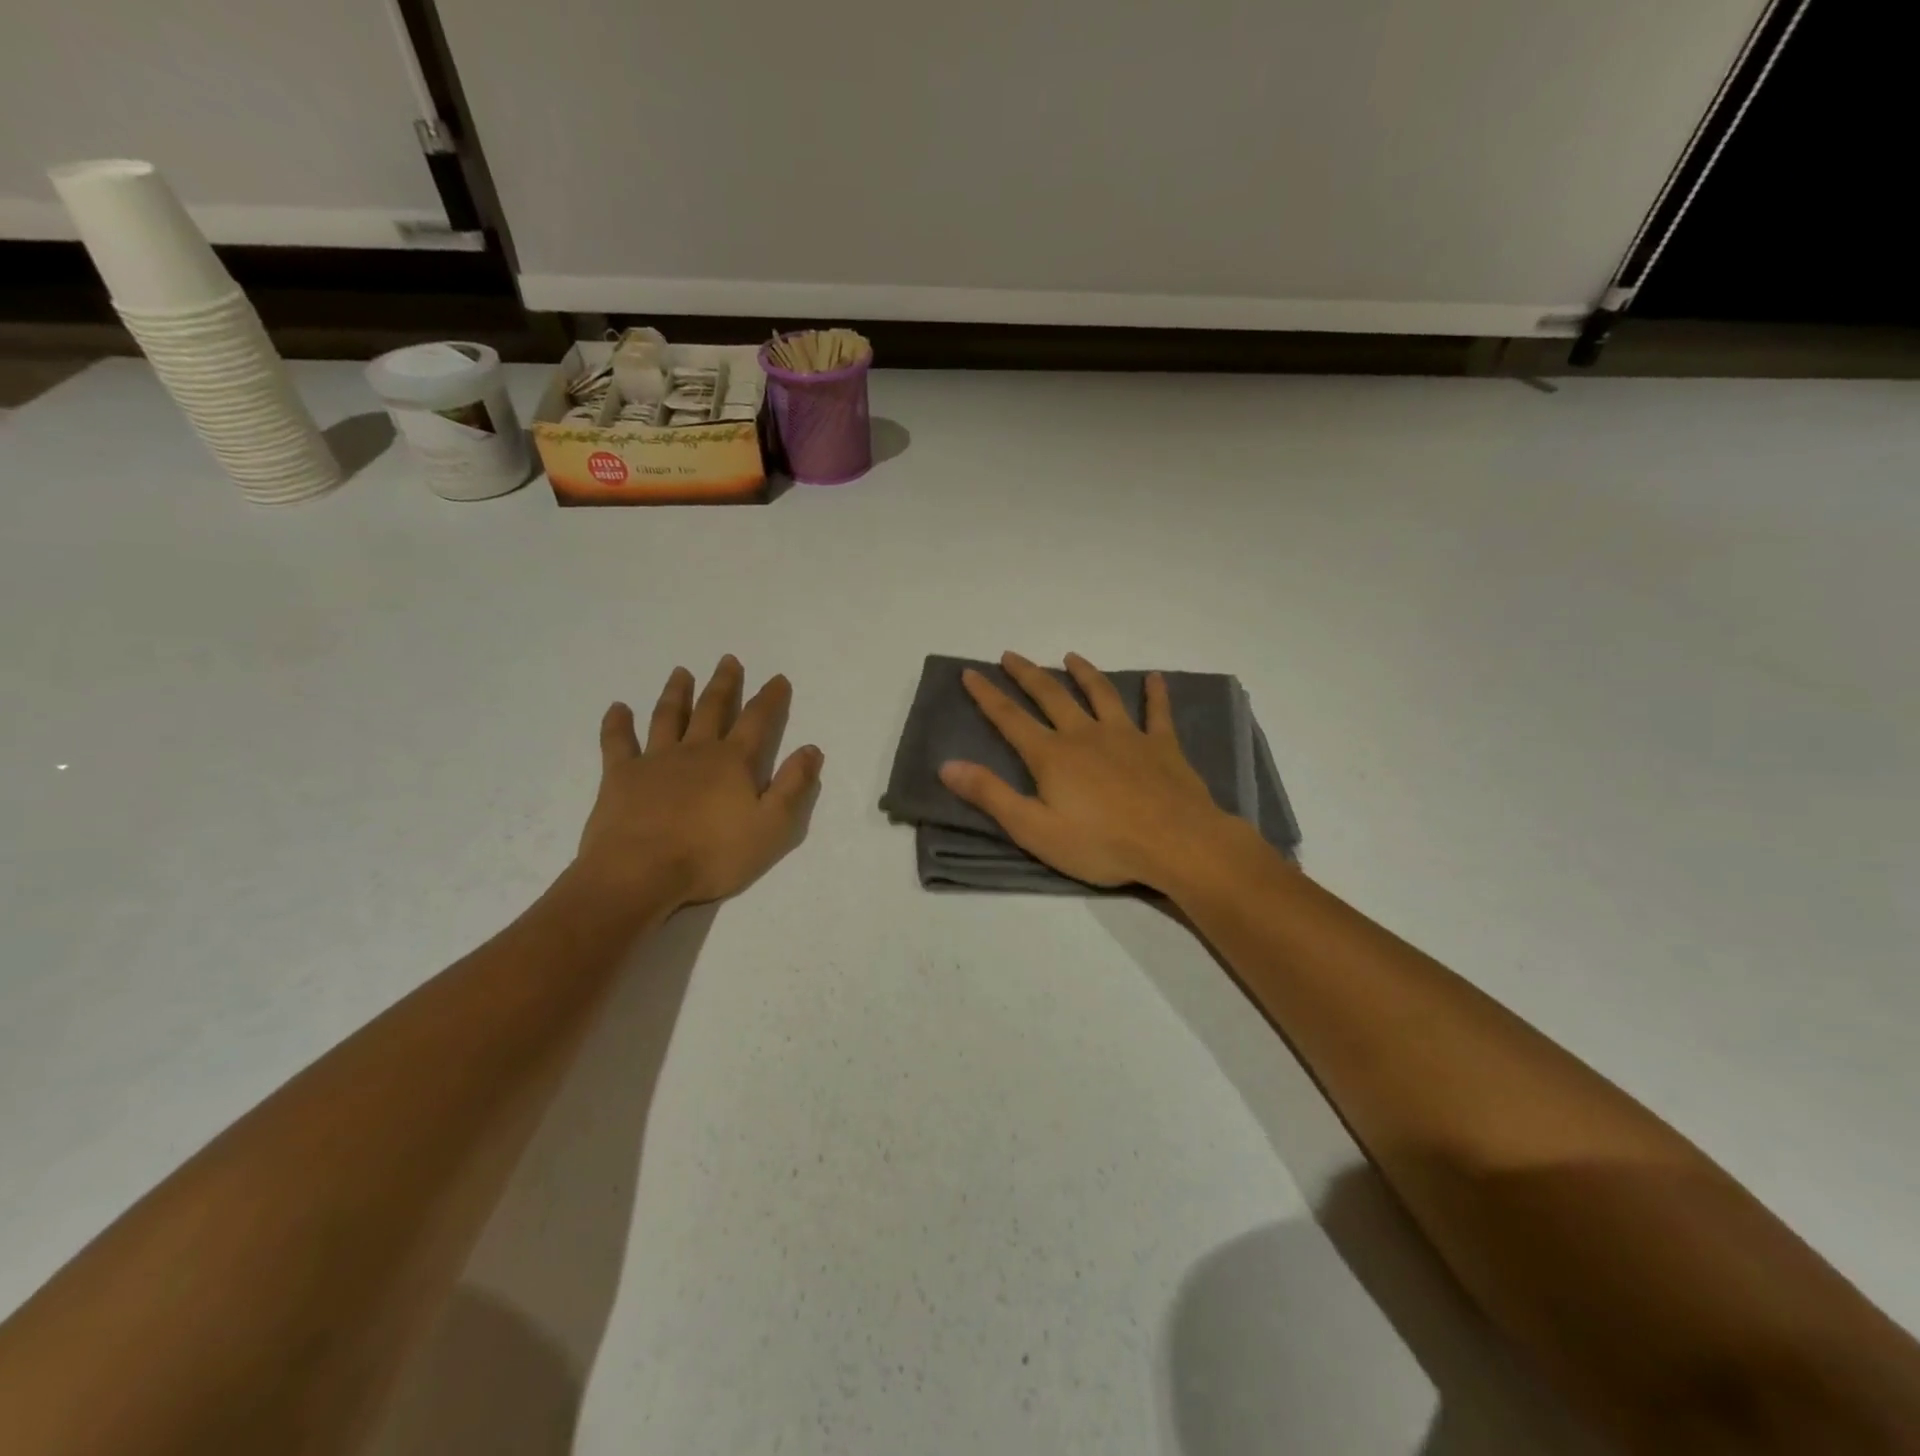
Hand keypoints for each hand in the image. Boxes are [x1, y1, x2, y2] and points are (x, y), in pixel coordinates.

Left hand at [575, 656, 823, 906]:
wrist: (641, 872)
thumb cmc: (713, 854)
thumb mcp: (772, 826)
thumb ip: (793, 786)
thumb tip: (811, 749)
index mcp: (733, 762)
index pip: (757, 721)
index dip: (770, 698)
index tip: (778, 679)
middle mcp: (695, 750)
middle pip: (712, 708)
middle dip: (724, 684)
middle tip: (728, 660)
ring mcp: (655, 760)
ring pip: (668, 716)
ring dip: (676, 693)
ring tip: (681, 672)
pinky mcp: (620, 776)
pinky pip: (617, 742)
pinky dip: (617, 723)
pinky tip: (617, 708)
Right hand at [938, 651, 1243, 890]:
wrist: (1175, 843)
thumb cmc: (1101, 843)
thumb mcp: (1034, 828)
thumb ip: (990, 795)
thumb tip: (947, 765)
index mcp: (1052, 755)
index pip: (1010, 718)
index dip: (987, 695)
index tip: (970, 672)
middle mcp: (1085, 734)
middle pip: (1051, 696)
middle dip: (1027, 674)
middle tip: (1011, 655)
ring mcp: (1127, 736)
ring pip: (1101, 694)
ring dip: (1084, 673)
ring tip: (1071, 657)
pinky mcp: (1162, 746)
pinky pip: (1158, 712)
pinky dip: (1156, 694)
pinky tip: (1156, 678)